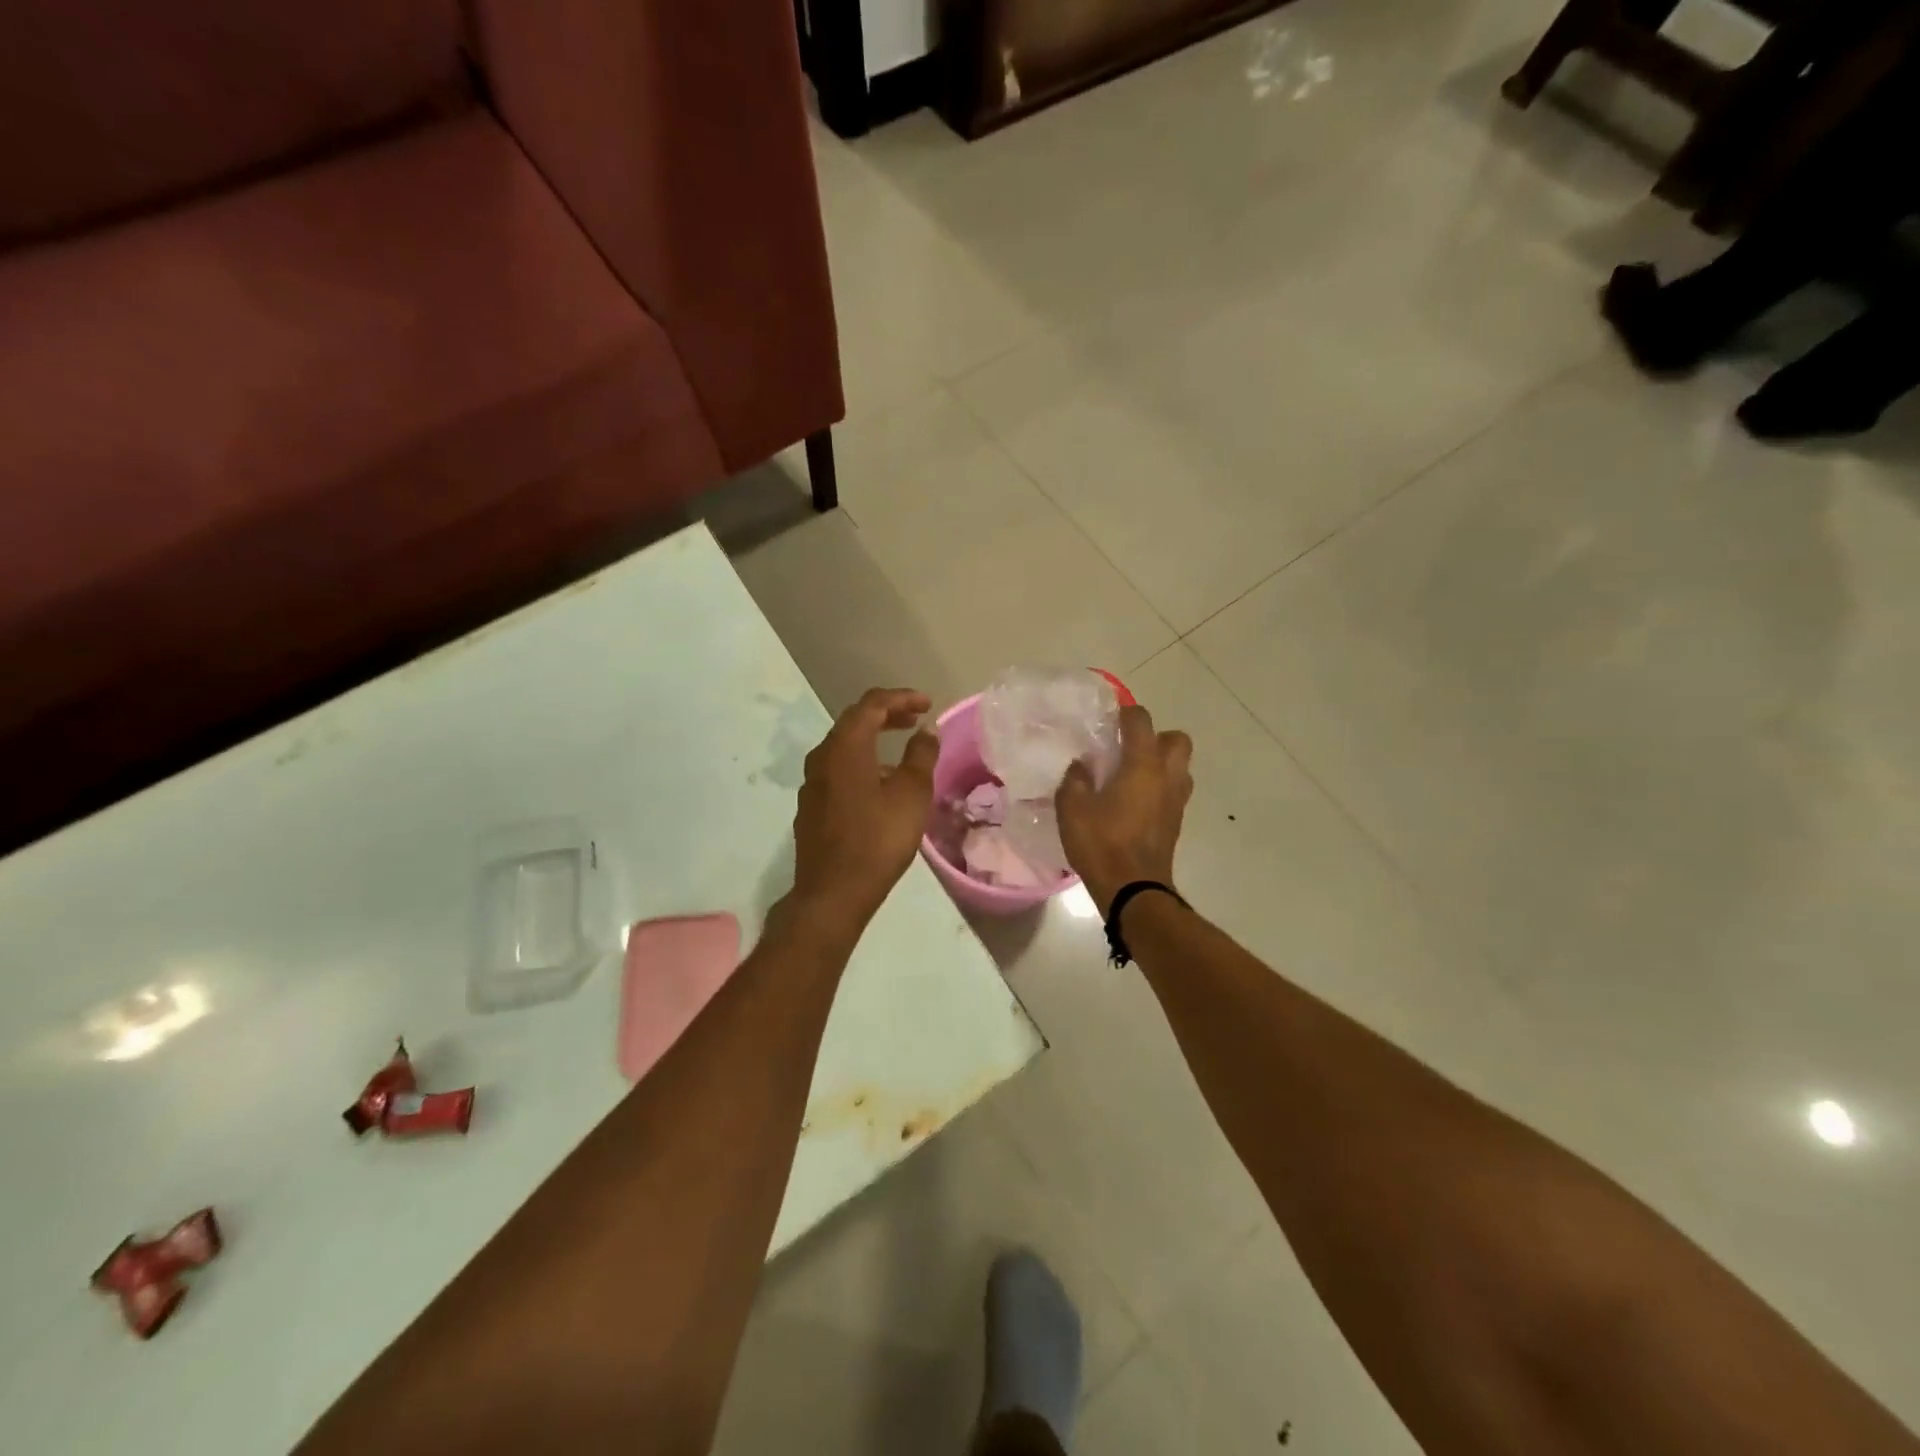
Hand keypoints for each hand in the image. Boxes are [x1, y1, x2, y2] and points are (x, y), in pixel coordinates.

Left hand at [787, 688, 940, 936]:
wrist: (833, 893)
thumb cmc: (878, 839)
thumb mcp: (912, 795)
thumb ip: (921, 756)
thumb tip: (926, 731)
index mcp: (845, 746)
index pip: (872, 704)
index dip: (901, 698)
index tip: (927, 704)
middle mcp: (822, 756)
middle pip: (854, 721)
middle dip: (887, 714)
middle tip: (915, 719)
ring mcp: (812, 782)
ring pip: (844, 746)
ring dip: (873, 739)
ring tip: (902, 750)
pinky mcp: (811, 805)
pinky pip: (838, 769)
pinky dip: (861, 762)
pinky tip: (880, 783)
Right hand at [1055, 704, 1192, 915]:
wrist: (1133, 890)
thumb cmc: (1101, 843)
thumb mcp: (1072, 808)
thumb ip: (1075, 779)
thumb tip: (1082, 766)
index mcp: (1143, 765)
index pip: (1141, 721)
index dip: (1125, 713)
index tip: (1109, 719)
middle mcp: (1167, 776)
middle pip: (1176, 740)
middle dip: (1156, 737)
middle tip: (1128, 749)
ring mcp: (1176, 801)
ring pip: (1180, 767)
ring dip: (1161, 763)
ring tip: (1131, 775)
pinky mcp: (1176, 822)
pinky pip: (1173, 791)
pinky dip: (1159, 787)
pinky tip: (1133, 801)